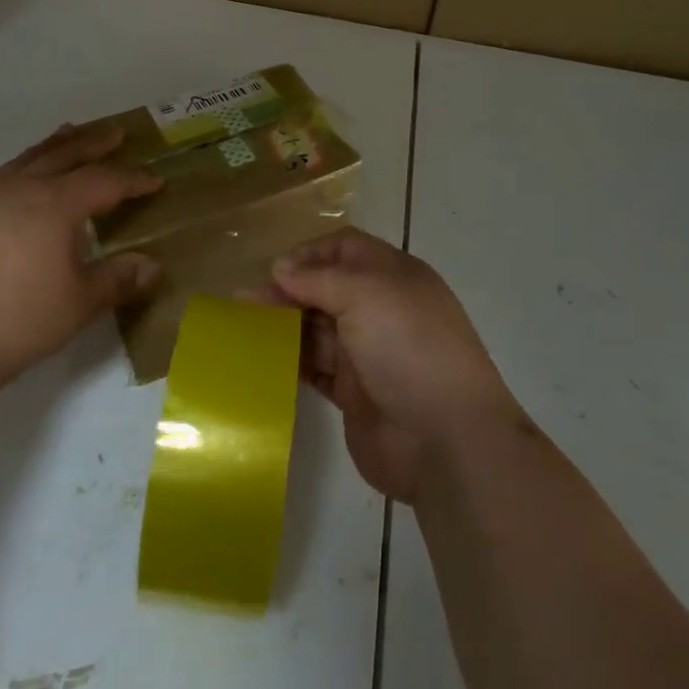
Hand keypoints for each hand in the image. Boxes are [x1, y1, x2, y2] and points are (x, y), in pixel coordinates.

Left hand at [0, 124, 163, 388]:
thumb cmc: (17, 322)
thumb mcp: (79, 304)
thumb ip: (118, 279)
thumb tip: (153, 267)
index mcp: (55, 205)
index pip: (104, 181)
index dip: (133, 179)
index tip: (156, 179)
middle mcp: (20, 190)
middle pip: (64, 155)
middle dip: (94, 143)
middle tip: (116, 132)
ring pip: (26, 159)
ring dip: (53, 146)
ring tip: (69, 133)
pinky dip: (17, 172)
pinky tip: (17, 182)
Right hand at [267, 229, 520, 503]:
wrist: (444, 439)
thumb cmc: (408, 348)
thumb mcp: (366, 294)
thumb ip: (318, 278)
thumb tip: (280, 268)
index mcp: (394, 276)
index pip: (345, 249)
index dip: (310, 254)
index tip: (275, 271)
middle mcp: (381, 309)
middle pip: (326, 288)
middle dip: (289, 291)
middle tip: (247, 303)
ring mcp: (367, 353)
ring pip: (316, 328)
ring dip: (283, 326)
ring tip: (244, 330)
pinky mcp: (353, 393)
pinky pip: (314, 368)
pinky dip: (289, 361)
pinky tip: (260, 360)